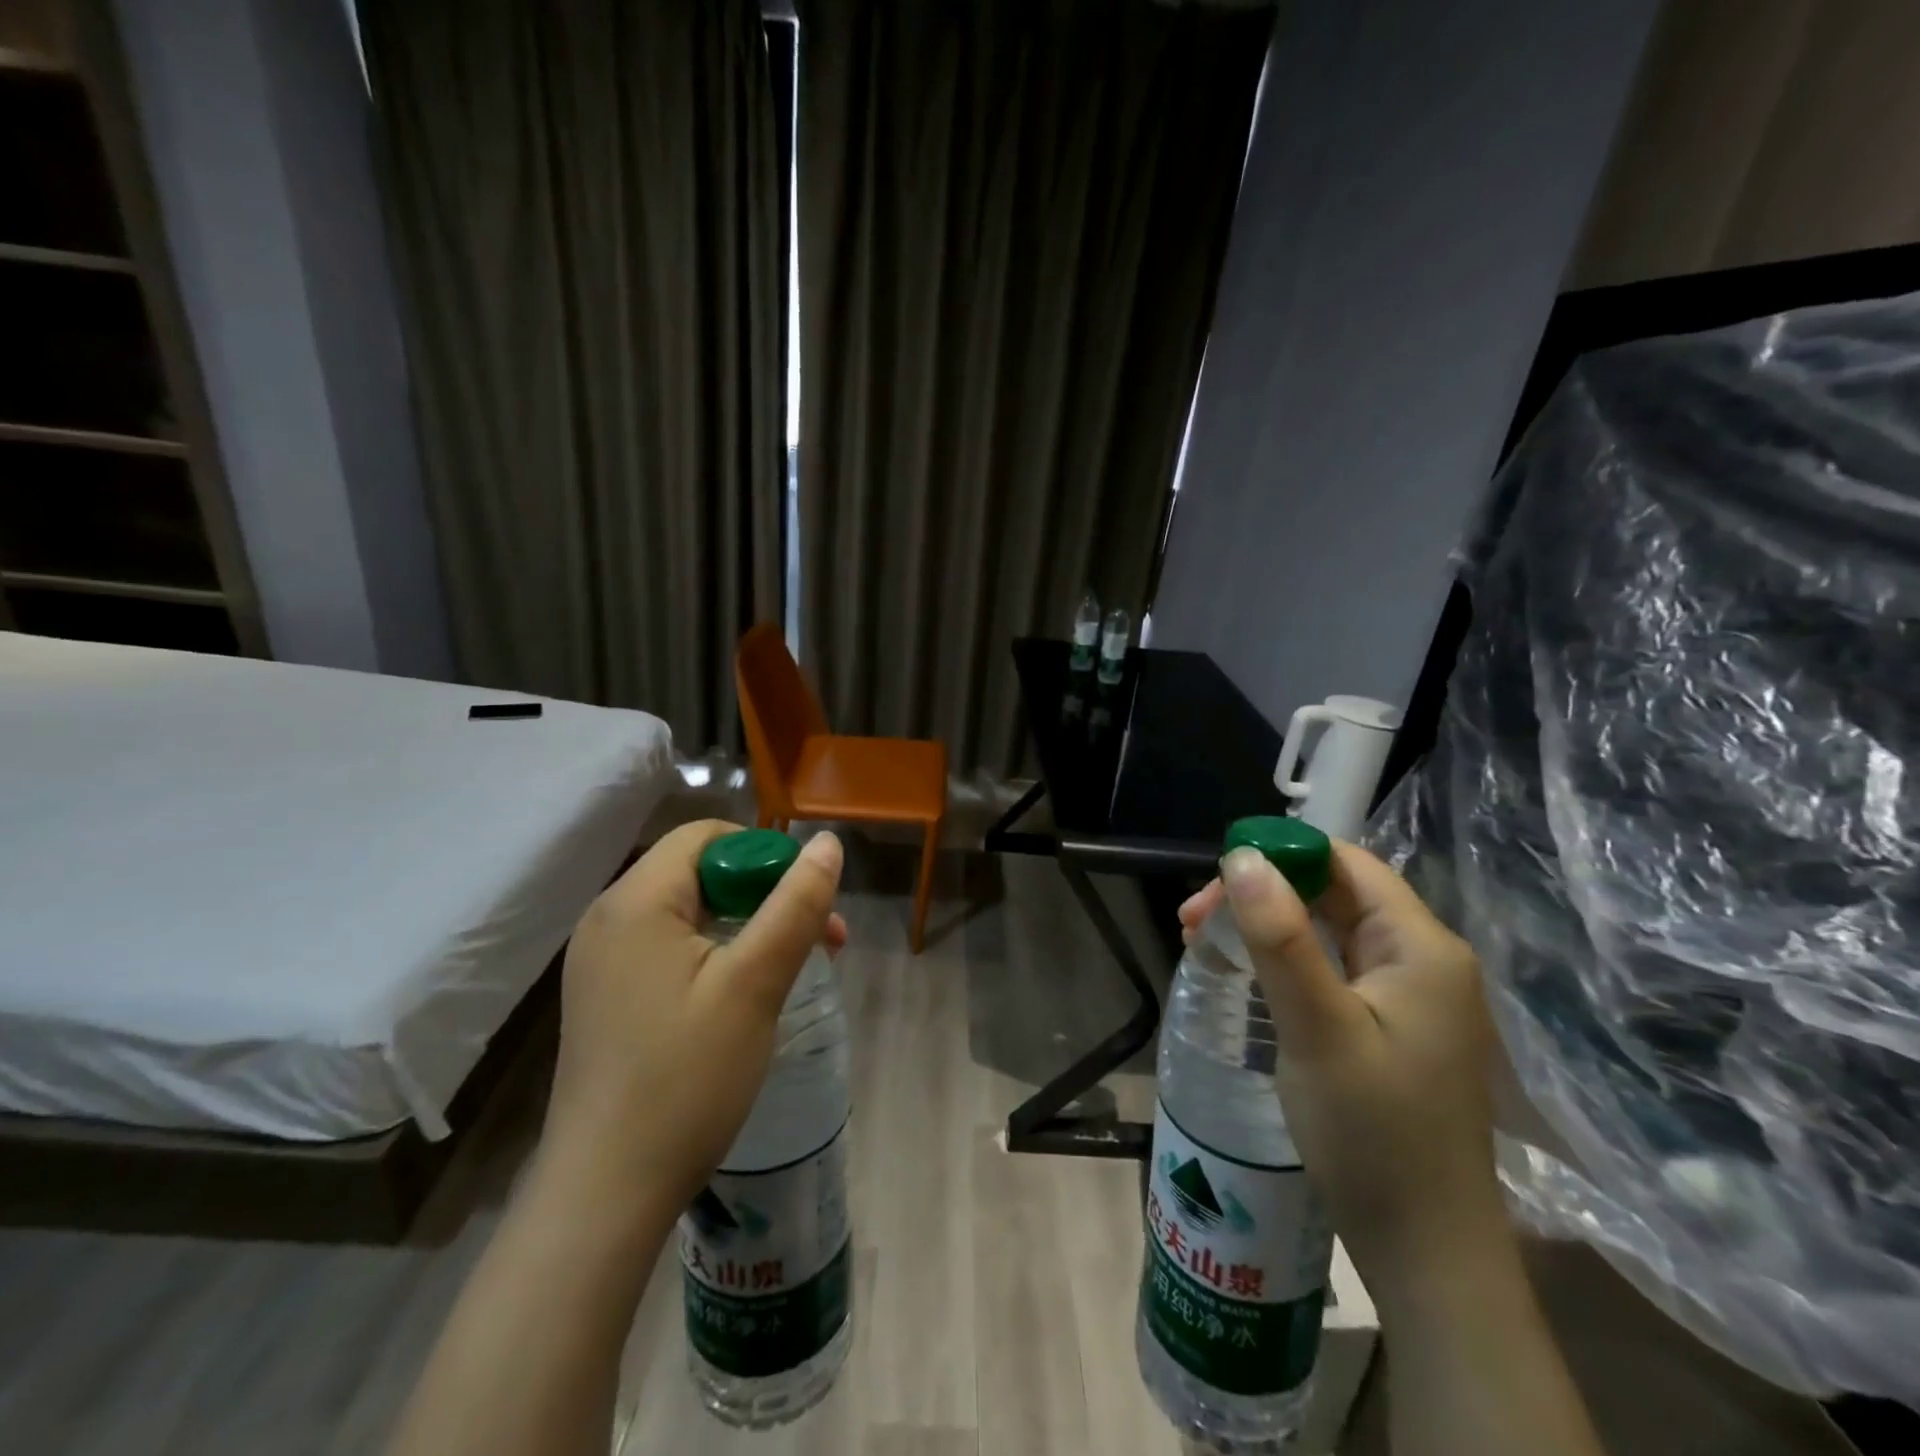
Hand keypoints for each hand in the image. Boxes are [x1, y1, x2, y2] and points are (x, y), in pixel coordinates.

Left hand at [537, 820, 846, 1225]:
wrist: (605, 1195)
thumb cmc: (685, 1079)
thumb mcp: (754, 984)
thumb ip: (795, 906)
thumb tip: (827, 842)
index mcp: (635, 902)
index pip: (706, 836)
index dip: (765, 854)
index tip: (806, 901)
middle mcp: (608, 919)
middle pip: (700, 872)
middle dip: (766, 894)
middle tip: (820, 940)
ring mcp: (602, 961)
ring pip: (690, 913)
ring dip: (748, 926)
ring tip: (793, 968)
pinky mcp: (607, 996)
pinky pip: (671, 948)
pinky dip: (716, 954)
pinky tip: (745, 994)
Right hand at [1180, 840, 1504, 1293]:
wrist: (1426, 1251)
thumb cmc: (1373, 1134)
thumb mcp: (1318, 1028)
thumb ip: (1281, 939)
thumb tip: (1242, 857)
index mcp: (1421, 946)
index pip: (1345, 864)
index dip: (1278, 856)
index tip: (1214, 883)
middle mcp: (1422, 959)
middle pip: (1333, 894)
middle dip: (1260, 895)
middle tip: (1192, 921)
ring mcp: (1409, 996)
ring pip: (1327, 931)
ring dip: (1265, 927)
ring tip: (1202, 943)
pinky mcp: (1390, 1026)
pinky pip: (1331, 969)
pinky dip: (1283, 961)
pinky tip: (1244, 976)